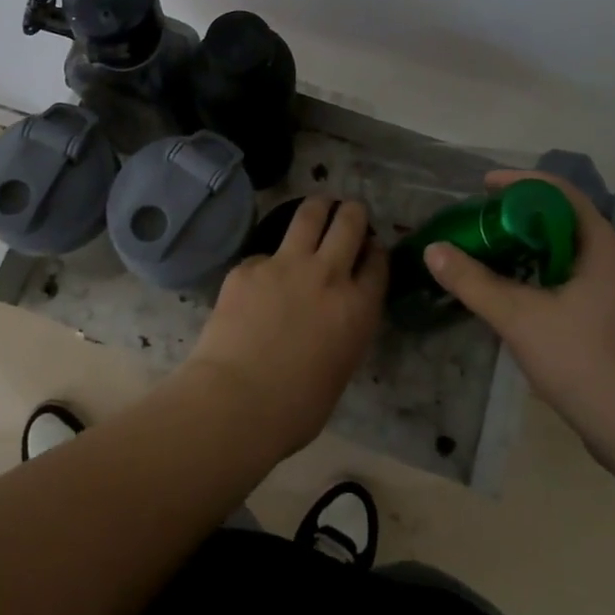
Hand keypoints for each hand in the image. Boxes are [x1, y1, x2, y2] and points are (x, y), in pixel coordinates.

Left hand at [182, 197, 386, 458]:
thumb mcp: (341, 366)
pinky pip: (264, 254)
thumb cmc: (296, 408)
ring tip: (318, 206)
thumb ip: (345, 329)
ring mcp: (285, 264)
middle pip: (349, 223)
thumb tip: (334, 315)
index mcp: (358, 307)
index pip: (377, 262)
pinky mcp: (249, 266)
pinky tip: (259, 280)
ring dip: (318, 207)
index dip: (375, 250)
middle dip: (352, 212)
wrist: (237, 401)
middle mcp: (327, 274)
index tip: (371, 248)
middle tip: (349, 211)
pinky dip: (267, 263)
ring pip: (309, 215)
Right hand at [422, 170, 614, 469]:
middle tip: (479, 224)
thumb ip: (474, 282)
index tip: (482, 187)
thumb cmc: (589, 364)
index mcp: (604, 247)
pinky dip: (545, 276)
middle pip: (564, 220)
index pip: (559, 193)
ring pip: (570, 254)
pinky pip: (577, 280)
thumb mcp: (521, 319)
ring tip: (492, 256)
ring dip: (531, 249)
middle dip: (519, 216)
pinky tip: (519, 298)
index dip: (519, 183)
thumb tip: (433, 250)